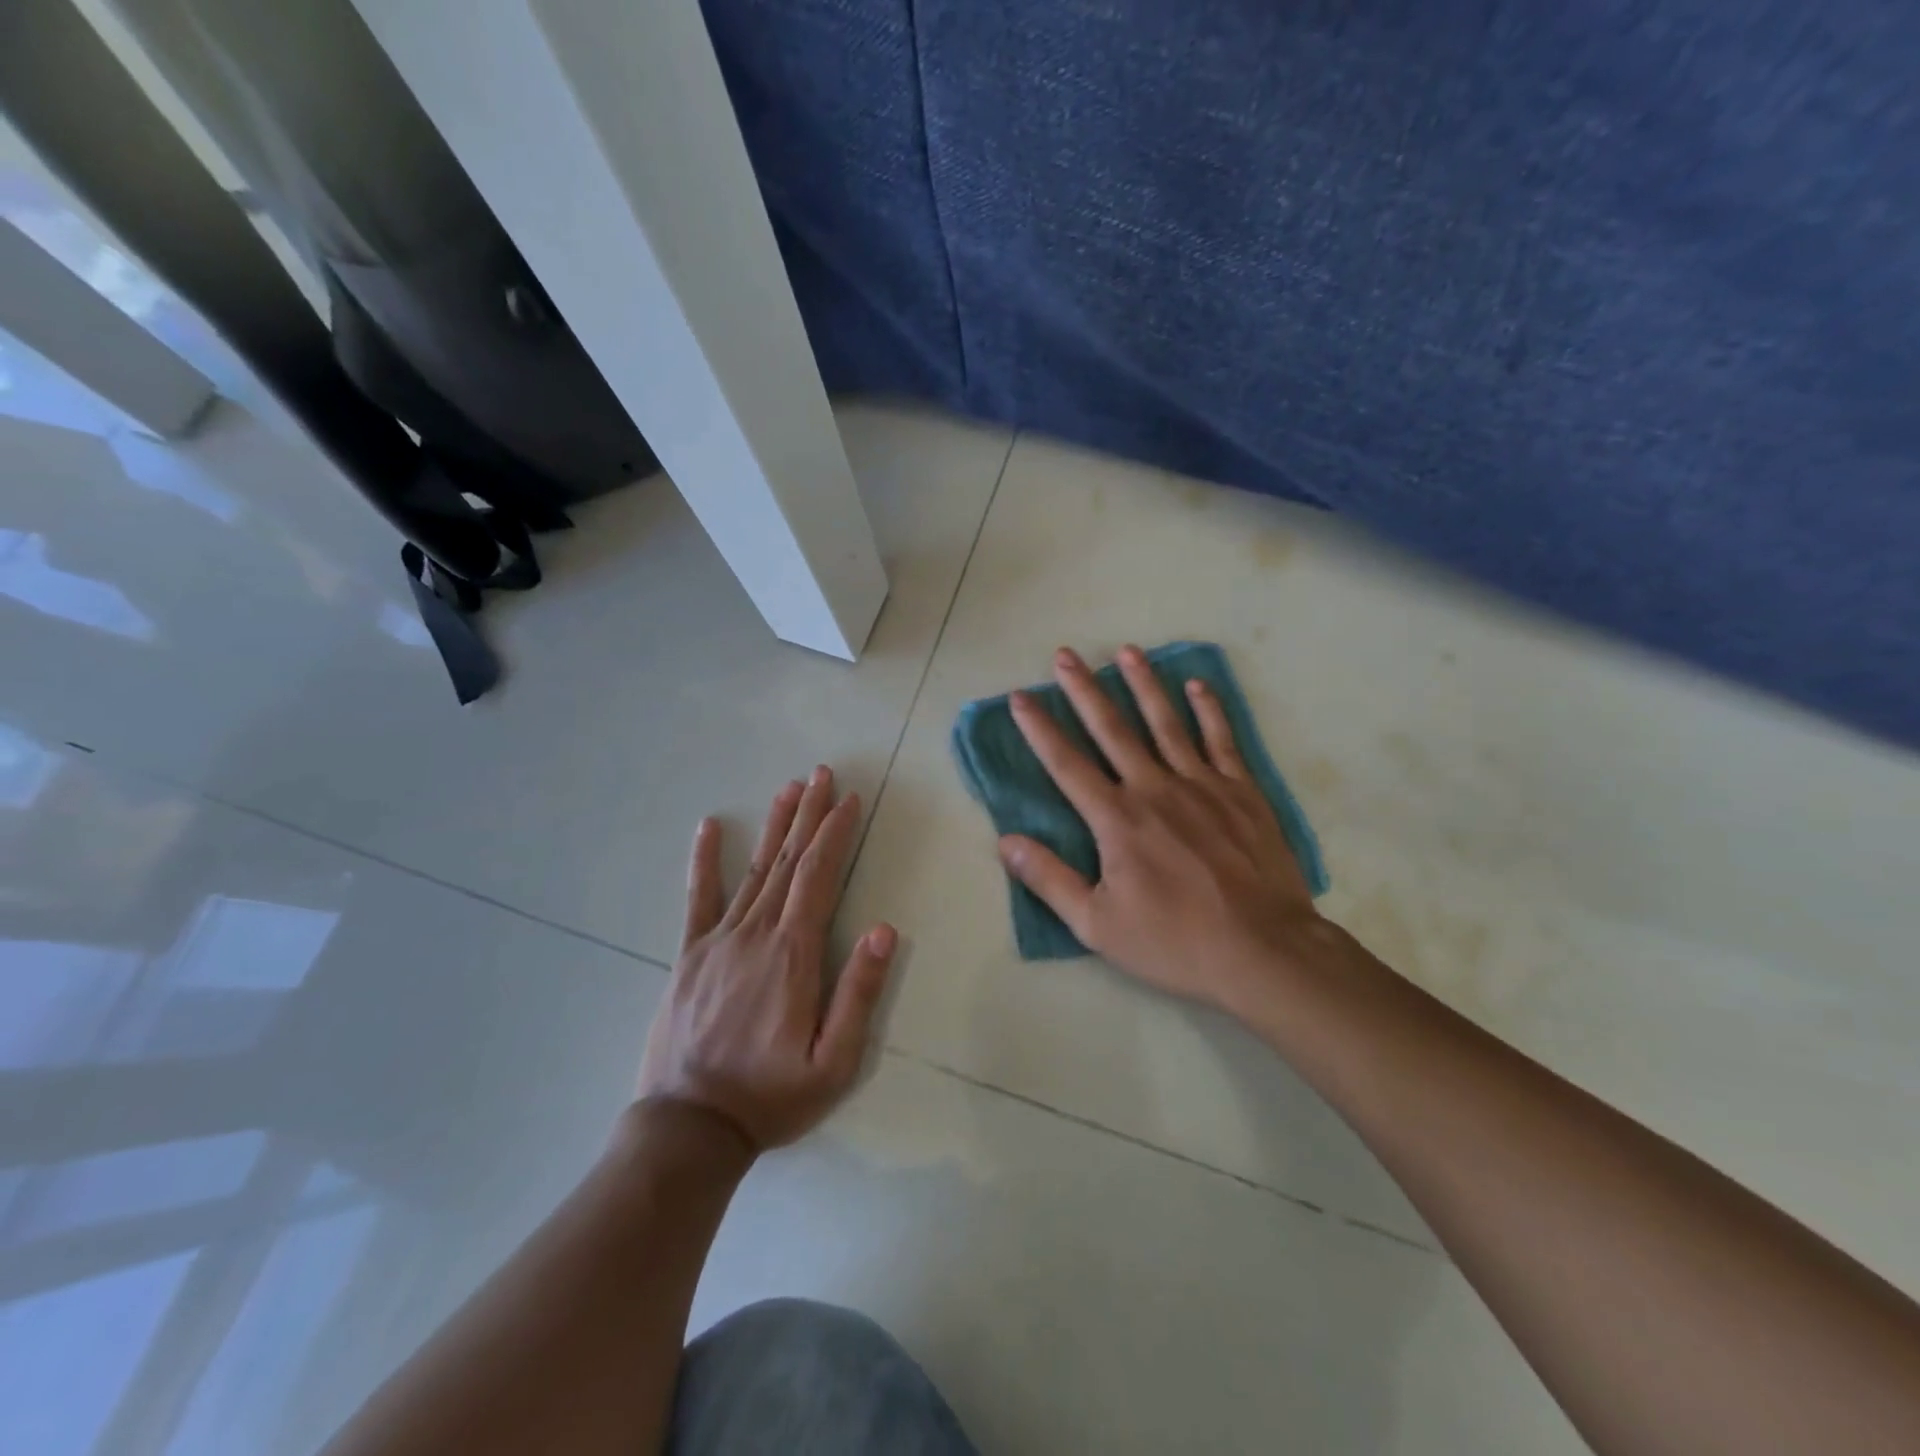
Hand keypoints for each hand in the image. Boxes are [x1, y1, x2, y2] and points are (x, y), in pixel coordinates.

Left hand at [637, 767, 895, 1152]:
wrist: (688, 1127)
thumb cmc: (770, 1096)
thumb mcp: (832, 1062)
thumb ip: (858, 994)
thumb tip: (883, 930)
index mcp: (793, 954)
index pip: (819, 876)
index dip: (836, 834)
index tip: (851, 799)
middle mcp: (756, 934)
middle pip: (788, 861)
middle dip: (809, 815)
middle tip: (823, 774)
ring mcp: (718, 940)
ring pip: (753, 870)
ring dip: (774, 826)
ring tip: (789, 788)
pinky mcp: (689, 955)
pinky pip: (697, 898)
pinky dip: (704, 860)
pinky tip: (708, 827)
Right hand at [999, 646, 1326, 1018]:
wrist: (1263, 951)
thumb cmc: (1174, 941)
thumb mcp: (1097, 924)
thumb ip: (1050, 880)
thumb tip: (1006, 842)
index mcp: (1117, 820)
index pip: (1067, 764)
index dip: (1040, 728)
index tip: (1021, 696)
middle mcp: (1154, 788)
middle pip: (1112, 729)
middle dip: (1084, 690)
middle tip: (1066, 655)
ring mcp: (1202, 785)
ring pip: (1166, 722)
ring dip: (1144, 684)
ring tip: (1127, 651)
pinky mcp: (1242, 792)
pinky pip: (1221, 739)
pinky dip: (1209, 710)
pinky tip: (1197, 685)